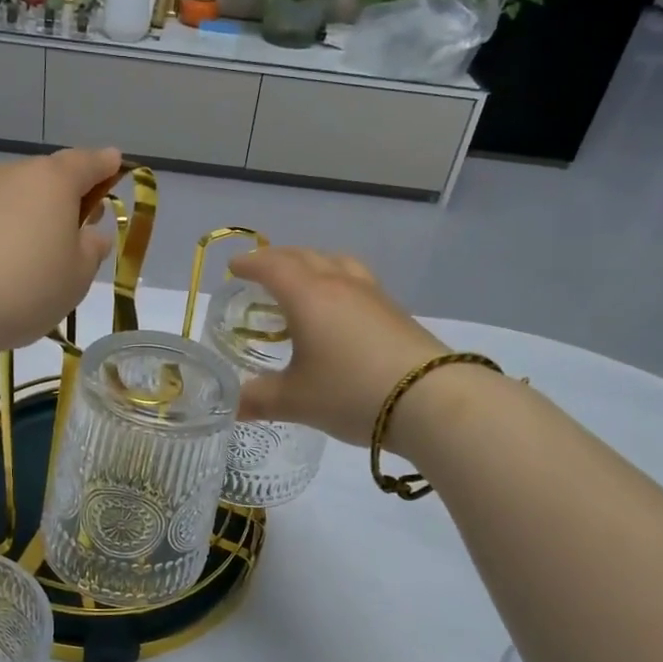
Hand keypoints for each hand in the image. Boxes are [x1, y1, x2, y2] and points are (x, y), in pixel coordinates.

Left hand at [0, 147, 121, 361]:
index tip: (115, 165)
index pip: (88, 162)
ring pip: (13, 196)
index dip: (105, 165)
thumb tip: (91, 234)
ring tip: (32, 256)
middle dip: (65, 197)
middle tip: (77, 227)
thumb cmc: (25, 287)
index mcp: (53, 181)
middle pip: (47, 177)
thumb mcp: (76, 277)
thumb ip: (90, 250)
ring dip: (28, 216)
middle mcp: (12, 173)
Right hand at [228, 247, 448, 445]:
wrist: (431, 399)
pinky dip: (336, 280)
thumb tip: (231, 405)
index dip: (249, 263)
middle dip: (277, 259)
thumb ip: (259, 399)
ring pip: (336, 262)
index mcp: (308, 296)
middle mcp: (339, 284)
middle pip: (304, 256)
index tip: (233, 267)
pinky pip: (356, 280)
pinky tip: (339, 308)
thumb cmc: (351, 392)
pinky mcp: (395, 311)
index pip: (272, 266)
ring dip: (312, 263)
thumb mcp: (296, 401)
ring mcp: (372, 295)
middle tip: (261, 270)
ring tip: (302, 280)